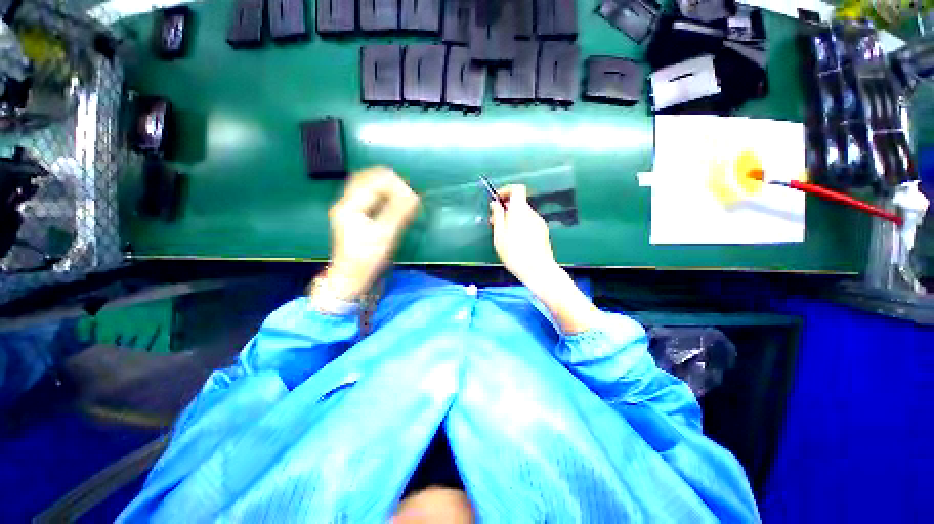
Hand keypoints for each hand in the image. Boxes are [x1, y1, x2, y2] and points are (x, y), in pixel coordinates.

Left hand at [322, 166, 418, 300]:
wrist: (350, 278)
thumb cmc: (366, 260)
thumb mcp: (385, 236)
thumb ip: (398, 214)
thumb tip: (414, 196)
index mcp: (350, 206)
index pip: (372, 181)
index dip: (393, 183)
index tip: (410, 193)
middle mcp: (346, 203)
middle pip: (366, 178)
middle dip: (388, 180)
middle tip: (407, 189)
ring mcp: (348, 209)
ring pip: (366, 186)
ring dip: (385, 186)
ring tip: (402, 193)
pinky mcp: (354, 216)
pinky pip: (368, 196)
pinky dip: (382, 194)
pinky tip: (392, 201)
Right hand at [489, 184, 599, 333]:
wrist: (538, 270)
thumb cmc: (515, 254)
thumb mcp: (499, 236)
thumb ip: (497, 217)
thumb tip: (495, 204)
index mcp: (520, 211)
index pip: (517, 189)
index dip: (506, 191)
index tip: (497, 200)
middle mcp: (532, 213)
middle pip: (519, 203)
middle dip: (506, 208)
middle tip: (495, 221)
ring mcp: (539, 223)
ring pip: (524, 214)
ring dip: (513, 218)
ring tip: (504, 234)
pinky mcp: (543, 232)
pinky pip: (529, 222)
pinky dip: (520, 225)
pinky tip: (515, 240)